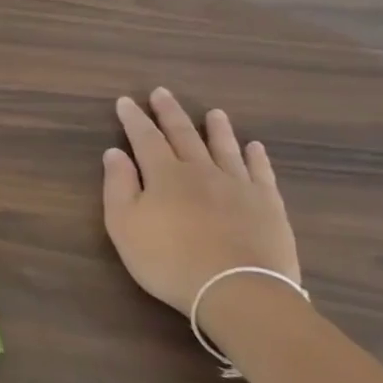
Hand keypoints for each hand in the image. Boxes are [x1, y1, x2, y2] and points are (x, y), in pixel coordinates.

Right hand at [102, 88, 299, 312]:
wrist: (237, 290)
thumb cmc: (168, 260)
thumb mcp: (124, 226)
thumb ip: (118, 186)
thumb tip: (114, 153)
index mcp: (164, 175)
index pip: (145, 138)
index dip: (134, 119)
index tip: (126, 101)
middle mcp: (201, 170)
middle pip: (184, 135)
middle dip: (170, 113)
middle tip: (162, 93)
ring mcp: (238, 186)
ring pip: (225, 148)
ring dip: (217, 128)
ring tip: (214, 112)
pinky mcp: (268, 205)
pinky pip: (261, 172)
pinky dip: (256, 157)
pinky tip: (254, 147)